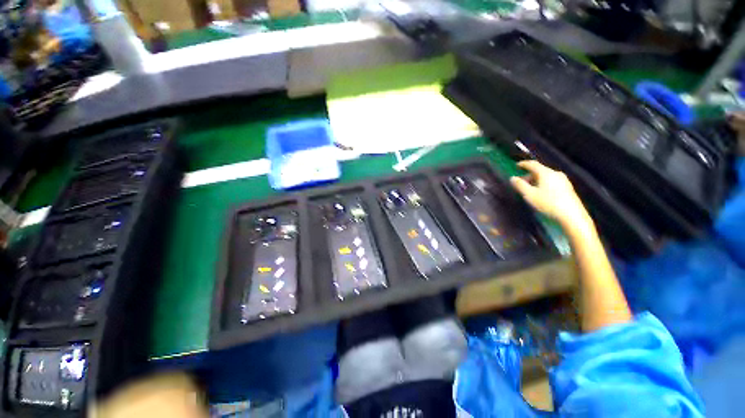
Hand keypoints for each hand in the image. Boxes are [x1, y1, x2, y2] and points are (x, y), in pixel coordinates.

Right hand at [509, 161, 590, 229]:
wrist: (571, 215)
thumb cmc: (548, 203)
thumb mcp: (529, 195)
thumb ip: (520, 185)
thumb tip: (512, 178)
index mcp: (546, 173)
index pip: (533, 164)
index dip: (523, 164)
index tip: (516, 165)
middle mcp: (555, 173)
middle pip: (539, 170)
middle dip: (528, 175)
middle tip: (520, 183)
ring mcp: (563, 180)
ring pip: (545, 176)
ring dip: (535, 180)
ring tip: (529, 189)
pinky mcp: (567, 187)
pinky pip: (551, 181)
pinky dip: (543, 183)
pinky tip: (540, 192)